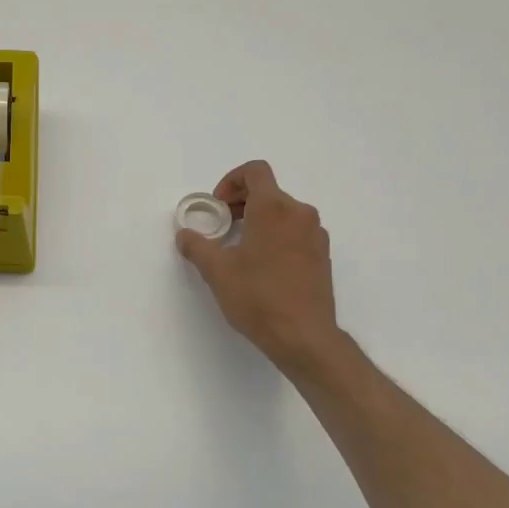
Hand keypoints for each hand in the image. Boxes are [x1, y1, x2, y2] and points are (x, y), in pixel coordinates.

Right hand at [176, 161, 345, 375]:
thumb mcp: (217, 271)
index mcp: (274, 208)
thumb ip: (197, 246)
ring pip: (284, 213)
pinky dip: (277, 237)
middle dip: (242, 202)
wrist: (303, 336)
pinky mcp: (323, 256)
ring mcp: (316, 235)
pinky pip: (296, 233)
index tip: (218, 205)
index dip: (232, 181)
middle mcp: (299, 214)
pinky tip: (262, 267)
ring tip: (240, 249)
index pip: (255, 171)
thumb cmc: (258, 296)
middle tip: (222, 226)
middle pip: (269, 192)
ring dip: (259, 220)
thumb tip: (185, 234)